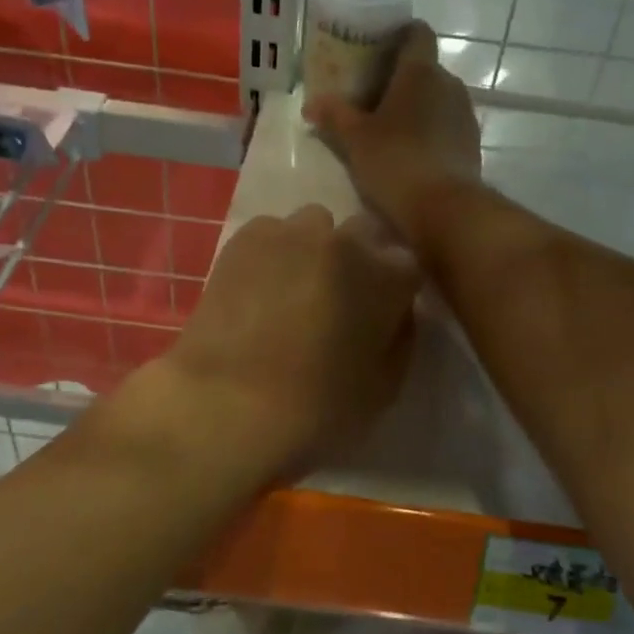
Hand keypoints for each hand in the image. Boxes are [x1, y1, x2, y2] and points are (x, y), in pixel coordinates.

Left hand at [160, 206, 421, 479]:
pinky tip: (258, 288)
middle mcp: (345, 241)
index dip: (394, 290)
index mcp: (387, 276)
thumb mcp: (384, 388)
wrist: (226, 404)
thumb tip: (395, 311)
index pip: (407, 264)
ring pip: (316, 225)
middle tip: (339, 301)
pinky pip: (272, 232)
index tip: (380, 314)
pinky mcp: (245, 238)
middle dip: (359, 259)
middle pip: (364, 232)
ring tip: (294, 289)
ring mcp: (292, 233)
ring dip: (315, 249)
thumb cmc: (316, 408)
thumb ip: (400, 337)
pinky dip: (273, 253)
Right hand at [305, 22, 480, 244]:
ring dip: (415, 105)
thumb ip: (334, 115)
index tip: (377, 47)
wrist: (444, 209)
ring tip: (388, 127)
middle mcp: (449, 84)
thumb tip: (312, 103)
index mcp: (421, 71)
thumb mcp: (355, 139)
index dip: (399, 34)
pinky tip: (409, 151)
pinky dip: (429, 129)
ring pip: (437, 97)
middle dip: (400, 77)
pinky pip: (446, 123)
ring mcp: (465, 114)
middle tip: (371, 95)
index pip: (417, 32)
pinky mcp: (471, 142)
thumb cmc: (395, 162)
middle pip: (424, 68)